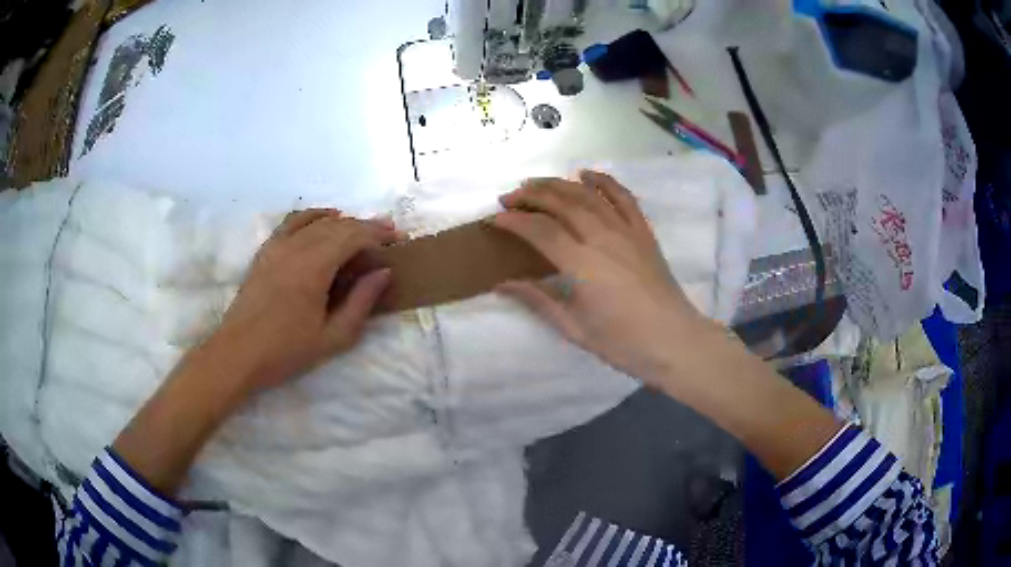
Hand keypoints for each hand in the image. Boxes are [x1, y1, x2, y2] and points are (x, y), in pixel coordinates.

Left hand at [211, 209, 396, 392]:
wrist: (239, 354)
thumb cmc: (286, 351)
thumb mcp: (333, 337)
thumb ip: (361, 302)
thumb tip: (383, 273)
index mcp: (314, 267)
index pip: (353, 236)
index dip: (378, 234)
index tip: (398, 238)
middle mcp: (296, 247)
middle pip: (338, 226)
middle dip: (366, 226)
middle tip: (388, 233)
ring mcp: (278, 245)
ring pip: (317, 221)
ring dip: (344, 221)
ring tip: (362, 229)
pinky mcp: (266, 250)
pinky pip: (293, 221)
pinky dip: (313, 215)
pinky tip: (325, 217)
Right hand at [492, 171, 715, 386]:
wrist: (674, 340)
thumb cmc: (622, 343)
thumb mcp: (574, 328)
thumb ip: (538, 300)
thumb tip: (502, 284)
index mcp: (583, 265)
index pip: (540, 230)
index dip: (513, 221)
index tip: (494, 219)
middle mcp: (603, 239)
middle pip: (562, 203)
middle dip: (531, 195)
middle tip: (509, 197)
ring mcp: (626, 231)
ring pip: (588, 195)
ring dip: (559, 184)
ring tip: (536, 184)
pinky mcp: (643, 232)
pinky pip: (623, 197)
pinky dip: (604, 181)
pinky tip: (586, 174)